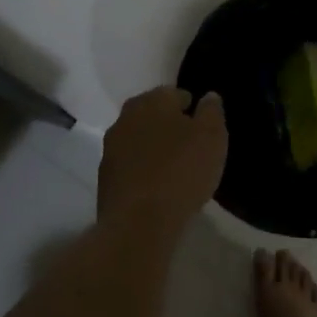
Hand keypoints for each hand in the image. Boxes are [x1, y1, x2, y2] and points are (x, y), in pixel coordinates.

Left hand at [98, 87, 227, 234]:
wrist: (139, 222)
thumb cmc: (182, 171)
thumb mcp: (212, 137)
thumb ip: (212, 112)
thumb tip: (209, 96)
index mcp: (152, 101)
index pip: (174, 93)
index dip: (191, 107)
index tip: (203, 126)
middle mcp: (126, 117)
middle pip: (152, 115)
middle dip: (169, 125)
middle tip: (189, 145)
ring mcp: (110, 148)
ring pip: (138, 139)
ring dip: (153, 148)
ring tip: (174, 168)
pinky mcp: (104, 177)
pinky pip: (129, 165)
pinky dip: (142, 169)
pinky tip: (156, 186)